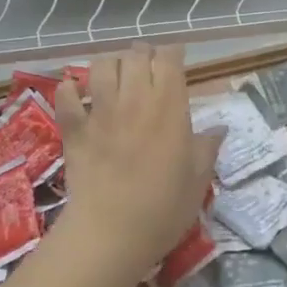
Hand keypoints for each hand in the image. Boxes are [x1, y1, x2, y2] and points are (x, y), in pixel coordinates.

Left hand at [53, 43, 222, 284]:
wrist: (111, 233)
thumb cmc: (163, 208)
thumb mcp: (198, 180)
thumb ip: (207, 148)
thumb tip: (220, 128)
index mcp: (169, 106)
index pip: (169, 58)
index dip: (172, 54)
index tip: (176, 61)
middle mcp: (134, 98)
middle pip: (136, 55)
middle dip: (143, 54)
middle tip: (147, 67)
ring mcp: (100, 111)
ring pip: (102, 65)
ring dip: (110, 64)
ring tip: (115, 76)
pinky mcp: (74, 128)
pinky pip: (66, 95)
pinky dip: (70, 89)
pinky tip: (76, 93)